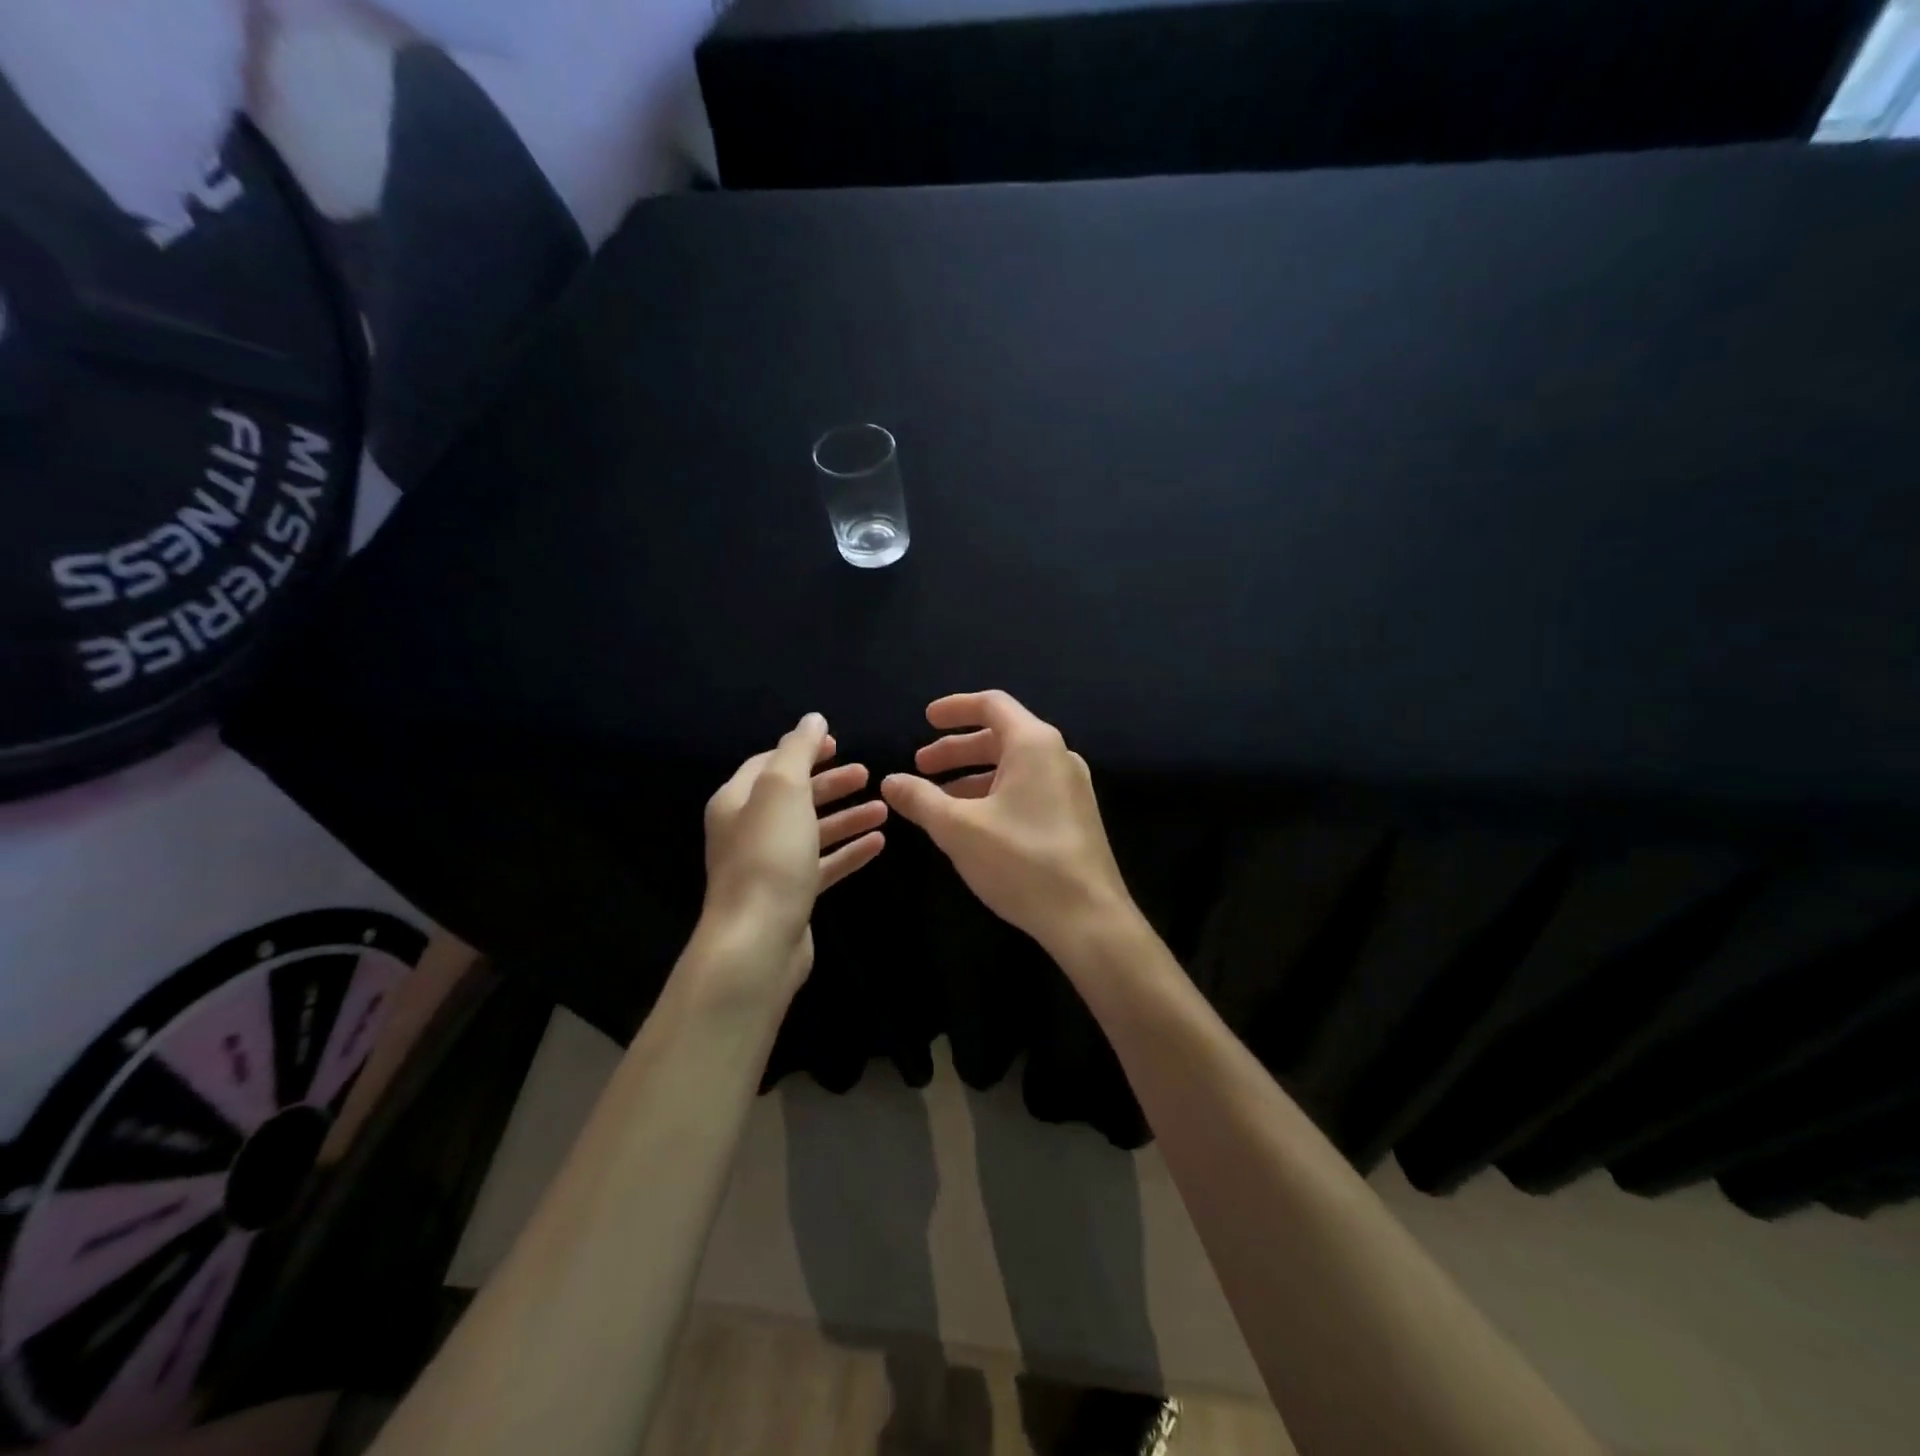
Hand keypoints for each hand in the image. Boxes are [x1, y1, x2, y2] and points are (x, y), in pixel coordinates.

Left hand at [697, 713, 886, 994]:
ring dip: (846, 817)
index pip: (768, 763)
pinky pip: (823, 864)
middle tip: (867, 774)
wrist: (758, 941)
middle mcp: (748, 831)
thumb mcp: (783, 790)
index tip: (838, 743)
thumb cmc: (769, 855)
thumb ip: (798, 750)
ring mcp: (770, 866)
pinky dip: (848, 851)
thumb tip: (812, 719)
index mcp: (737, 801)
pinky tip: (878, 843)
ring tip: (883, 808)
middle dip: (830, 784)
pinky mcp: (791, 895)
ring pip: (813, 831)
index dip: (803, 750)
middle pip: (794, 797)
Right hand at [882, 691, 1134, 957]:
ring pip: (1013, 766)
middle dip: (957, 749)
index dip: (954, 708)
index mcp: (1034, 744)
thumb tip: (890, 781)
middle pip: (1000, 736)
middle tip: (921, 765)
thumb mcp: (959, 828)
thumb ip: (921, 799)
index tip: (925, 720)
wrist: (1088, 917)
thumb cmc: (1021, 861)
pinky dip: (995, 794)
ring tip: (937, 798)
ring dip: (973, 775)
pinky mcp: (1073, 816)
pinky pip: (1027, 789)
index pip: (992, 704)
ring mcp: (1070, 787)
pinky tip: (972, 822)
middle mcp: (1057, 756)